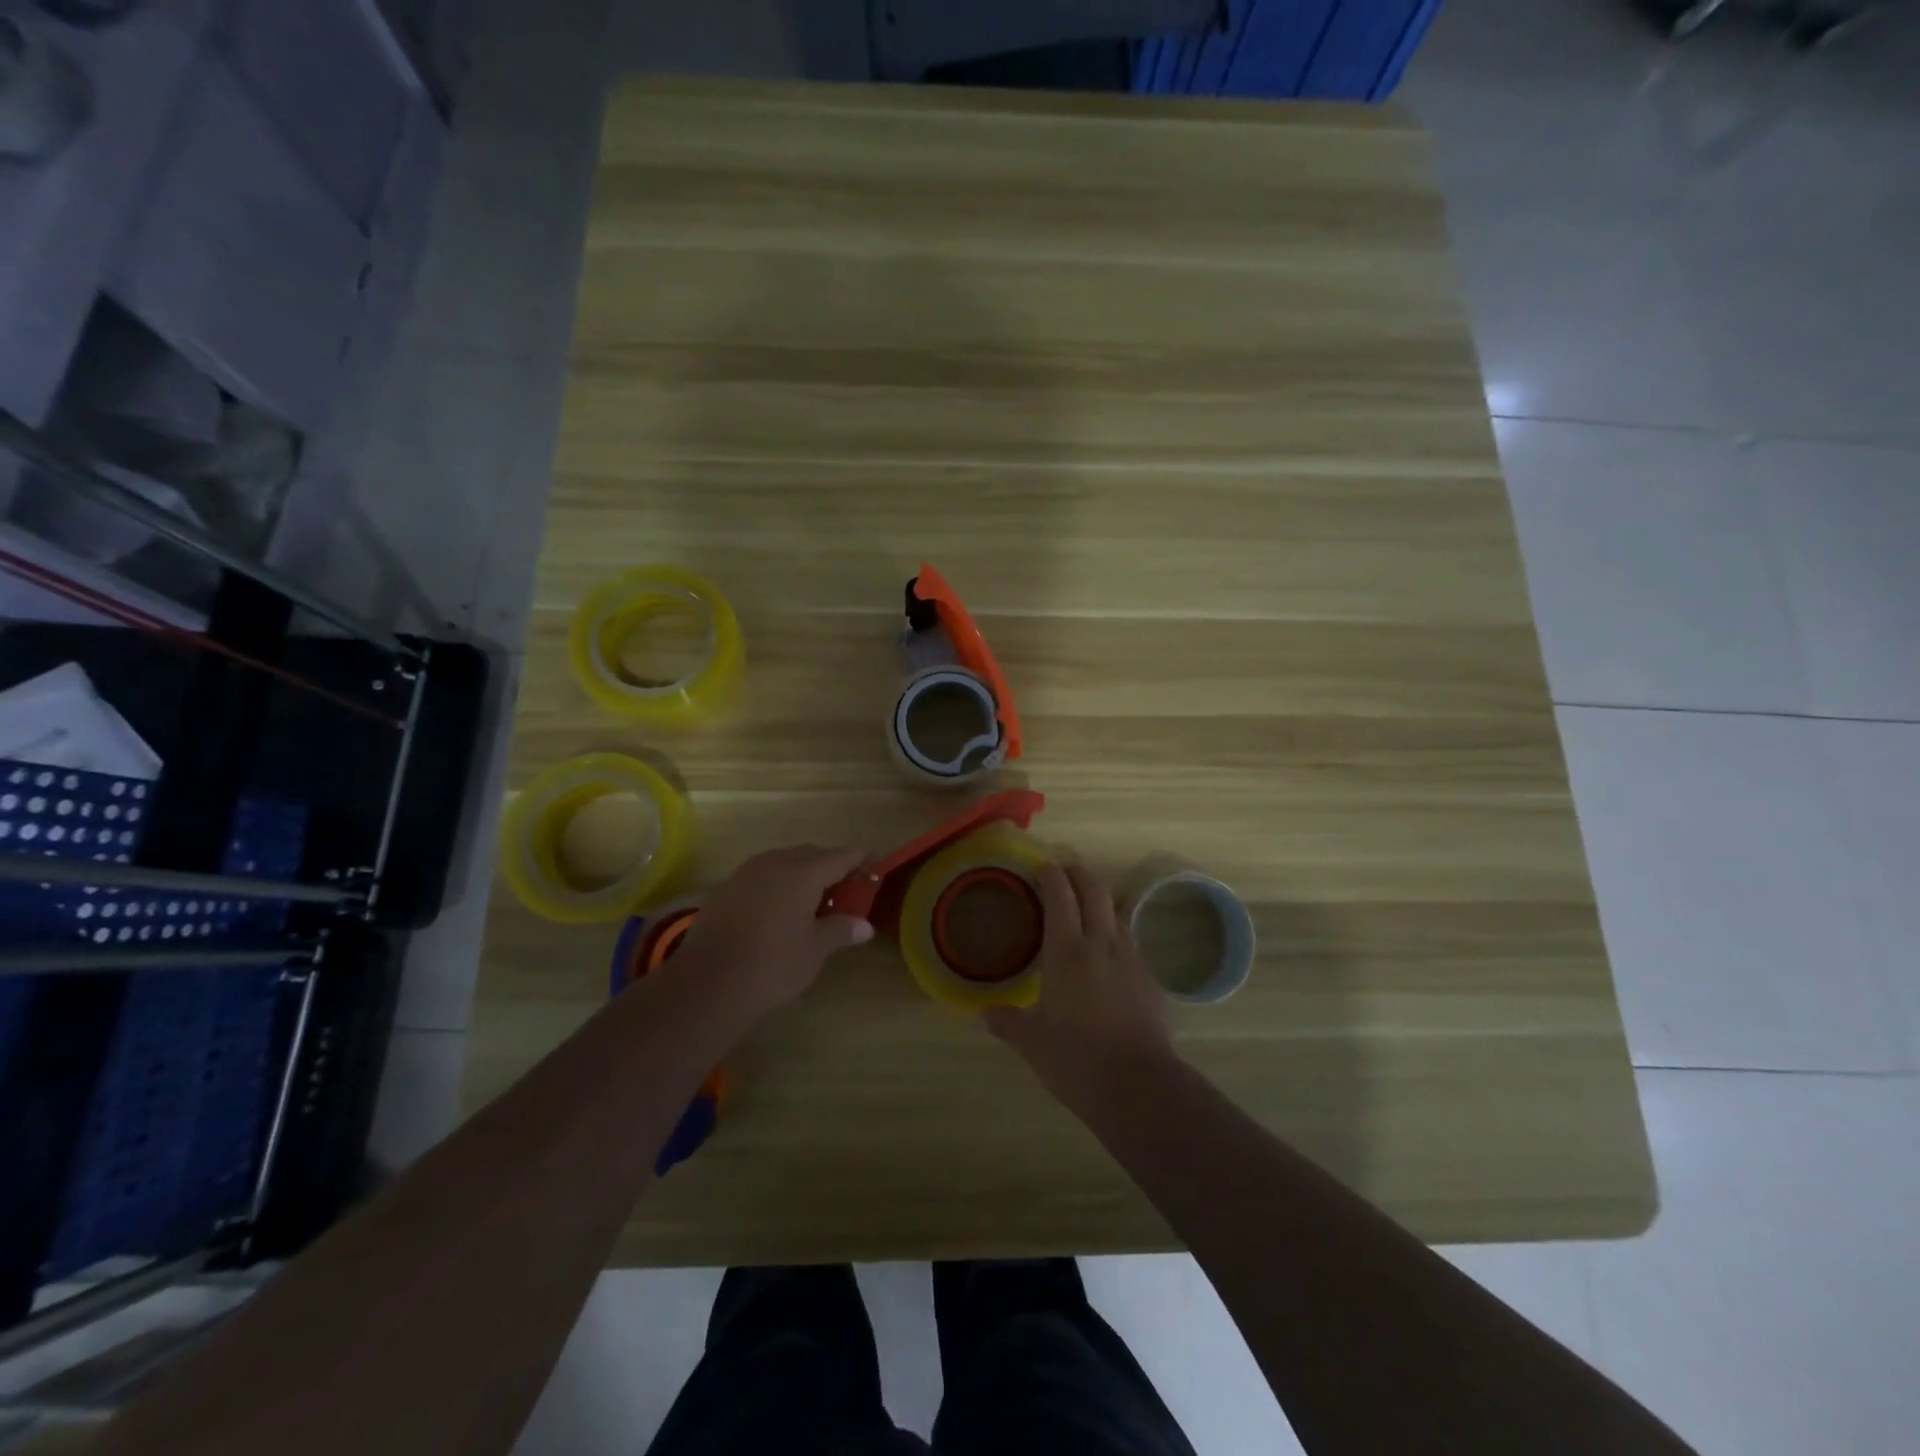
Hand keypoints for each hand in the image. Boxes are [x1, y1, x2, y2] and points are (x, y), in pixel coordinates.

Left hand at [674, 845, 873, 1022]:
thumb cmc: (771, 966)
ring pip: (783, 862)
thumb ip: (841, 930)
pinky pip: (762, 875)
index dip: (858, 859)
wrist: (706, 984)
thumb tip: (865, 925)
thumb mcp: (814, 951)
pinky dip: (778, 883)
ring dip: (802, 873)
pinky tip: (779, 909)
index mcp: (802, 873)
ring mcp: (746, 873)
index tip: (872, 862)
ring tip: (813, 900)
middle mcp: (775, 863)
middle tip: (844, 889)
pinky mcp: (726, 888)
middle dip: (830, 866)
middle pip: (811, 854)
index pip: (840, 856)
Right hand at [982, 861, 1175, 1103]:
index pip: (1060, 896)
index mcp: (1066, 951)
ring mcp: (1131, 959)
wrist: (1138, 1084)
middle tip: (1065, 873)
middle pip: (1095, 891)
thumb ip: (1007, 1022)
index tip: (1043, 866)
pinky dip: (1117, 937)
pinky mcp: (1150, 980)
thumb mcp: (1031, 1042)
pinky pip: (1132, 944)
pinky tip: (1110, 957)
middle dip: (1079, 874)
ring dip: (1102, 901)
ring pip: (1118, 913)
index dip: (1051, 876)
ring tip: (1088, 909)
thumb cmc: (1075, 1058)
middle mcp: (1101, 944)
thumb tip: (984, 1013)